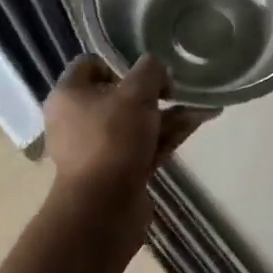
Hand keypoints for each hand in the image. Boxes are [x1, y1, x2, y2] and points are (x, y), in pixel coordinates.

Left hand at [43, 56, 207, 249]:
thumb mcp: (135, 93)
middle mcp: (79, 120)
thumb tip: (156, 69)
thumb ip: (150, 70)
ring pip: (137, 121)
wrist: (103, 212)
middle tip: (178, 85)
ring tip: (203, 101)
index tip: (146, 67)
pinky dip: (169, 133)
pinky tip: (201, 119)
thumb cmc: (111, 139)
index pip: (90, 64)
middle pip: (118, 94)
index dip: (119, 60)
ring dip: (168, 112)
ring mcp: (100, 149)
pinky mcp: (119, 172)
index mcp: (69, 95)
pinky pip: (146, 144)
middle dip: (153, 89)